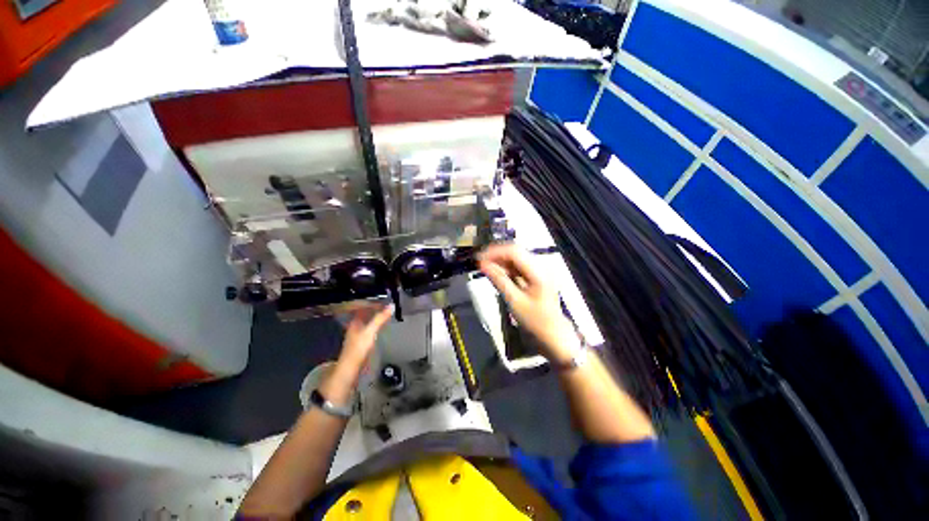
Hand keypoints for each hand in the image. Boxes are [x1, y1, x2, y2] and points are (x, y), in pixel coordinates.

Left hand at [337, 304, 393, 373]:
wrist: (350, 369)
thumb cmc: (358, 349)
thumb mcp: (370, 332)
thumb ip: (380, 318)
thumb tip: (391, 305)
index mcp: (354, 321)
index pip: (362, 306)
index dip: (373, 302)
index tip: (384, 300)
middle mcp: (355, 326)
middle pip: (364, 313)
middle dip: (375, 308)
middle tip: (387, 306)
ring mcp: (357, 334)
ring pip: (367, 320)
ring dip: (375, 316)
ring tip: (386, 313)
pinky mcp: (361, 341)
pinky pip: (369, 327)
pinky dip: (375, 324)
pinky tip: (381, 326)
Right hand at [478, 245, 578, 362]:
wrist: (554, 335)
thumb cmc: (536, 321)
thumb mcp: (514, 301)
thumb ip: (499, 280)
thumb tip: (483, 266)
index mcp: (538, 272)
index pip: (514, 251)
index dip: (495, 252)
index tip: (479, 258)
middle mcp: (540, 267)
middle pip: (516, 251)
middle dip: (496, 255)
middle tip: (480, 262)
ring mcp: (540, 271)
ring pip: (517, 258)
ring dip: (501, 261)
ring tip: (486, 267)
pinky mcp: (537, 276)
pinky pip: (519, 266)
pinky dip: (507, 268)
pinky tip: (498, 273)